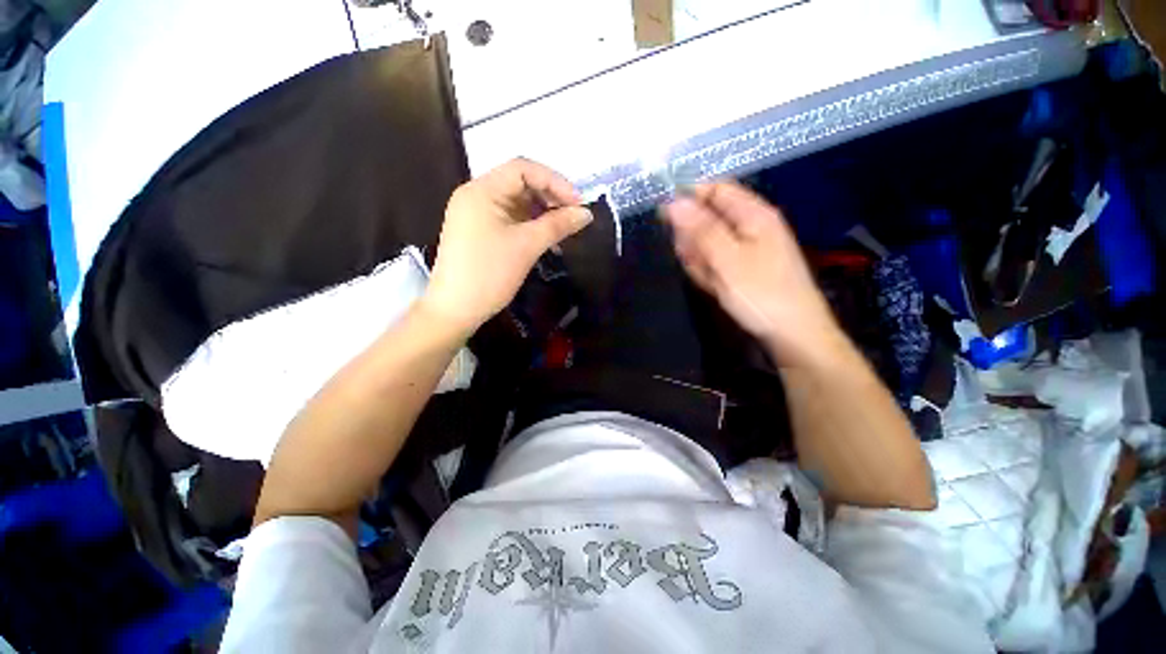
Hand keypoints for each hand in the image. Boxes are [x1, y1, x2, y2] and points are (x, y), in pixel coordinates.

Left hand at [422, 158, 592, 335]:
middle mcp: (476, 196)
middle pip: (519, 184)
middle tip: (573, 216)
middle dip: (550, 197)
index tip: (578, 203)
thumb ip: (558, 225)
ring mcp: (476, 215)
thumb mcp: (527, 246)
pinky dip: (530, 225)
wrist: (455, 310)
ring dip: (542, 213)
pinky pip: (509, 219)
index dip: (555, 181)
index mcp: (482, 191)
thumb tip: (587, 213)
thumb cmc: (490, 274)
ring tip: (563, 229)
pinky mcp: (479, 232)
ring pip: (516, 203)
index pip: (523, 169)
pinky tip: (546, 238)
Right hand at [661, 183, 842, 367]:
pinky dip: (708, 272)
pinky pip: (715, 261)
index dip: (689, 196)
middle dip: (693, 237)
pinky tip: (713, 286)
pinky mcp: (741, 269)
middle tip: (693, 259)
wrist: (792, 335)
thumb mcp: (726, 259)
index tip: (663, 215)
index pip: (715, 189)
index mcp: (753, 214)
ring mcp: (745, 249)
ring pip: (708, 243)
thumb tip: (672, 201)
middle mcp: (750, 226)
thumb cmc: (761, 293)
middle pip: (708, 218)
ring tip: (709, 278)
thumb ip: (700, 229)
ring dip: (699, 258)